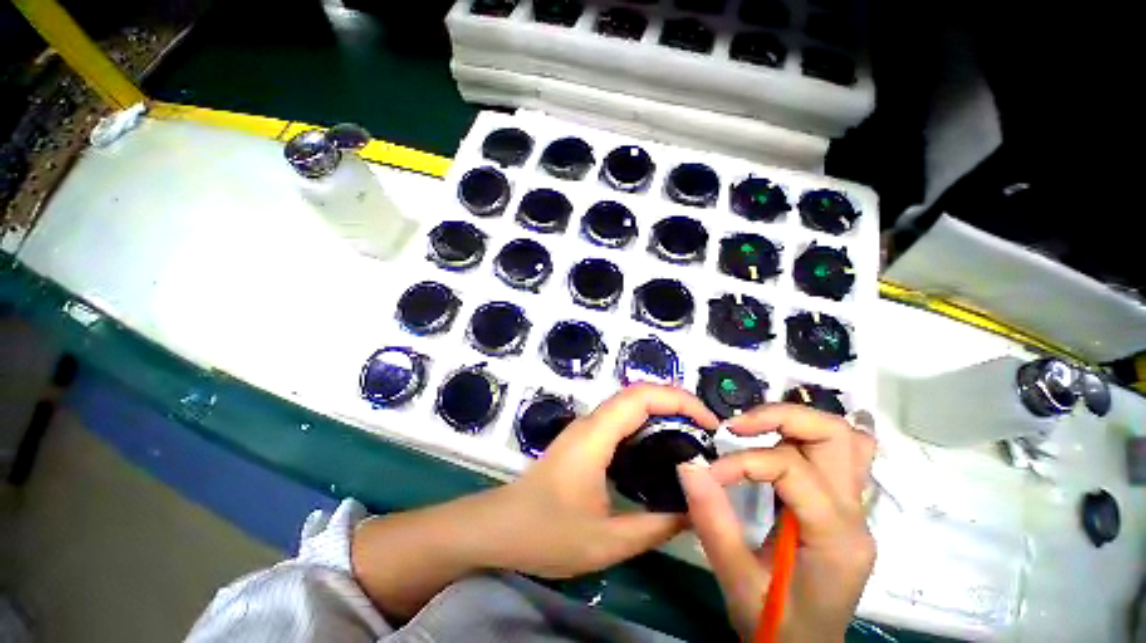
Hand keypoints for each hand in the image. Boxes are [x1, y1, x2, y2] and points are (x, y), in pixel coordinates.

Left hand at [488, 383, 718, 577]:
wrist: (499, 527)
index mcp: (596, 435)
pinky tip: (659, 450)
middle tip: (707, 430)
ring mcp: (585, 429)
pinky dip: (646, 424)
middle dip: (676, 402)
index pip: (642, 397)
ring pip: (628, 404)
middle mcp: (591, 422)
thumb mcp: (608, 541)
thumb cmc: (547, 533)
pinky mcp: (582, 439)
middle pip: (638, 394)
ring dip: (662, 411)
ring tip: (692, 437)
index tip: (710, 423)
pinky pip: (620, 420)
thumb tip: (694, 510)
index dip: (680, 400)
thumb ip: (656, 526)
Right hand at [677, 404, 875, 641]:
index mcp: (834, 537)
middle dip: (781, 417)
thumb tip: (687, 464)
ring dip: (797, 422)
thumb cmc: (775, 627)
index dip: (743, 461)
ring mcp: (856, 510)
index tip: (708, 472)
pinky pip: (842, 456)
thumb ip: (712, 522)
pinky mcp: (843, 509)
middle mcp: (855, 515)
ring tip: (754, 429)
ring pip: (845, 439)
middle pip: (835, 436)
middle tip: (736, 426)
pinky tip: (779, 440)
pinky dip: (809, 436)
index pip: (791, 469)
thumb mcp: (737, 581)